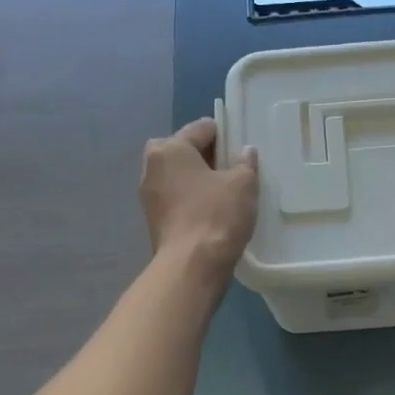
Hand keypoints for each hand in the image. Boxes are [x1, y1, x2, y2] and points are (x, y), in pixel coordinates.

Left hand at [139, 119, 258, 284]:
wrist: (191, 266)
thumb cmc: (216, 215)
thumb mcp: (243, 183)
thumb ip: (245, 162)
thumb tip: (244, 152)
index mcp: (169, 148)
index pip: (201, 128)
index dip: (226, 135)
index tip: (243, 149)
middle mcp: (152, 167)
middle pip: (184, 150)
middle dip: (207, 156)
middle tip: (233, 170)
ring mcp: (149, 196)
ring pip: (179, 176)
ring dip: (199, 179)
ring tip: (227, 192)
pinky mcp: (154, 220)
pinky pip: (177, 198)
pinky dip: (193, 199)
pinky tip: (214, 211)